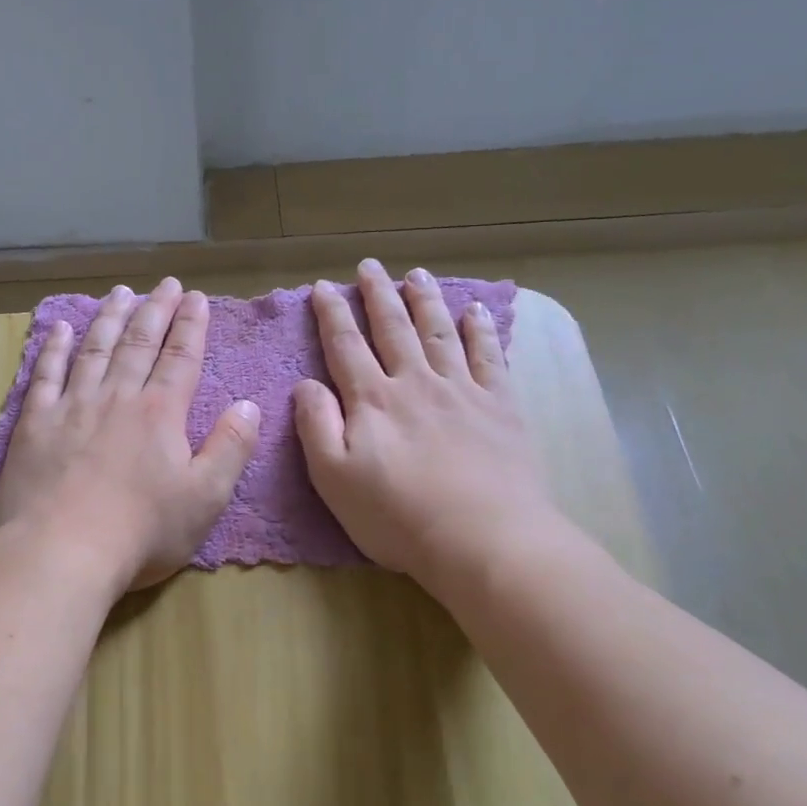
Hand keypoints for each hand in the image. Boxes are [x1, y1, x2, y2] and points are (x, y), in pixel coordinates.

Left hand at [0, 278, 261, 590]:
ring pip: (95, 349)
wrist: (61, 551)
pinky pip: (45, 374)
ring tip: (120, 292)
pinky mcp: (35, 423)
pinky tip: (59, 328)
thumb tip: (250, 405)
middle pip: (139, 343)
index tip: (197, 297)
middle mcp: (117, 397)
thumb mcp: (206, 498)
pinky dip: (53, 348)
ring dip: (110, 318)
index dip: (192, 325)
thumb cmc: (142, 531)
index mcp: (160, 413)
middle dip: (156, 310)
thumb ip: (231, 447)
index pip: (182, 357)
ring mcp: (72, 406)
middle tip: (165, 284)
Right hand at [293, 259, 565, 586]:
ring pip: (439, 332)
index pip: (346, 345)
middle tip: (370, 266)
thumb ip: (316, 425)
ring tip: (416, 274)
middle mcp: (415, 383)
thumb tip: (306, 383)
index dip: (332, 314)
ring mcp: (462, 390)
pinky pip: (489, 356)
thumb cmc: (398, 516)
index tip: (323, 286)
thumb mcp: (334, 479)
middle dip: (378, 294)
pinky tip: (475, 311)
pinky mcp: (500, 406)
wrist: (484, 540)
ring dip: (425, 300)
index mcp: (372, 400)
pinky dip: (481, 330)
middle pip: (393, 328)